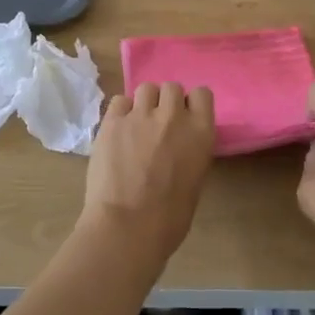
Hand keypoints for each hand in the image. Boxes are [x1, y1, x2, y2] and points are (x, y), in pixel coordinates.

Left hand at [81, 83, 215, 259]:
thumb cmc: (169, 218)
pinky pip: (119, 101)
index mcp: (200, 132)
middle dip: (166, 102)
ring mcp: (140, 115)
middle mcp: (173, 115)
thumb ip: (190, 151)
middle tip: (159, 125)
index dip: (192, 104)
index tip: (185, 119)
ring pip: (146, 88)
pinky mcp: (112, 121)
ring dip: (144, 103)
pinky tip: (118, 131)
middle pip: (172, 88)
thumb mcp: (195, 180)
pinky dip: (121, 112)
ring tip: (137, 125)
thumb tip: (179, 146)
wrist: (128, 226)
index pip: (202, 94)